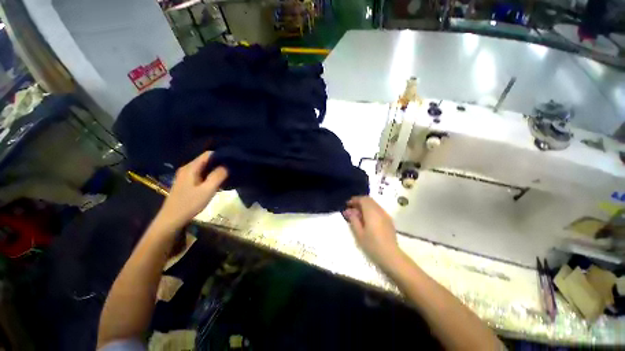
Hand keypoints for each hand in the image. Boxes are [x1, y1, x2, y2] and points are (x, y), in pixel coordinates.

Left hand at [155, 151, 227, 230]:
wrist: (171, 219)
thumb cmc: (190, 204)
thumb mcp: (207, 190)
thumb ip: (218, 176)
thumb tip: (227, 165)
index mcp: (191, 168)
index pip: (208, 154)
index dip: (221, 155)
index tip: (233, 161)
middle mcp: (187, 168)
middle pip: (206, 160)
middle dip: (220, 163)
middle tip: (233, 168)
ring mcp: (186, 175)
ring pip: (204, 168)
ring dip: (216, 170)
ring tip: (228, 174)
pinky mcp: (187, 182)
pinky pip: (201, 174)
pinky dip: (210, 176)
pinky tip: (218, 182)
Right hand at [343, 196, 400, 267]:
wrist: (391, 255)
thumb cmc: (372, 245)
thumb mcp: (359, 233)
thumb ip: (353, 220)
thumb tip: (348, 211)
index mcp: (371, 212)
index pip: (363, 199)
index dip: (354, 200)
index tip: (347, 204)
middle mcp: (379, 210)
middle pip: (369, 200)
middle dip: (359, 202)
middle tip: (351, 208)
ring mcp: (385, 215)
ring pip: (374, 204)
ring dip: (365, 206)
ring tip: (358, 214)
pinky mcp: (389, 220)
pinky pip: (378, 209)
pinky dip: (371, 210)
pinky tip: (367, 219)